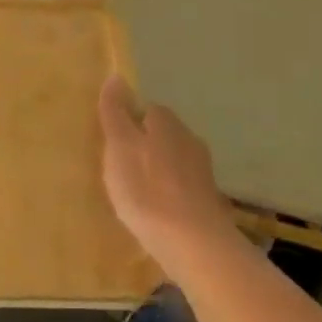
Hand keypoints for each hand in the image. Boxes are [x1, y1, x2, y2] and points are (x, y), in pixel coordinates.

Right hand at [98, 75, 239, 277]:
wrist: (194, 244)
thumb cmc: (147, 189)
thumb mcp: (119, 146)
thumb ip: (115, 113)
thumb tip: (116, 76)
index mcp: (166, 122)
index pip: (145, 109)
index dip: (128, 124)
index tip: (112, 144)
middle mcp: (189, 139)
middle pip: (161, 135)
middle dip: (144, 147)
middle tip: (120, 169)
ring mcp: (203, 171)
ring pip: (173, 162)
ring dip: (157, 172)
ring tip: (136, 194)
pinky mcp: (209, 201)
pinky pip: (182, 188)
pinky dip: (169, 195)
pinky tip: (157, 213)